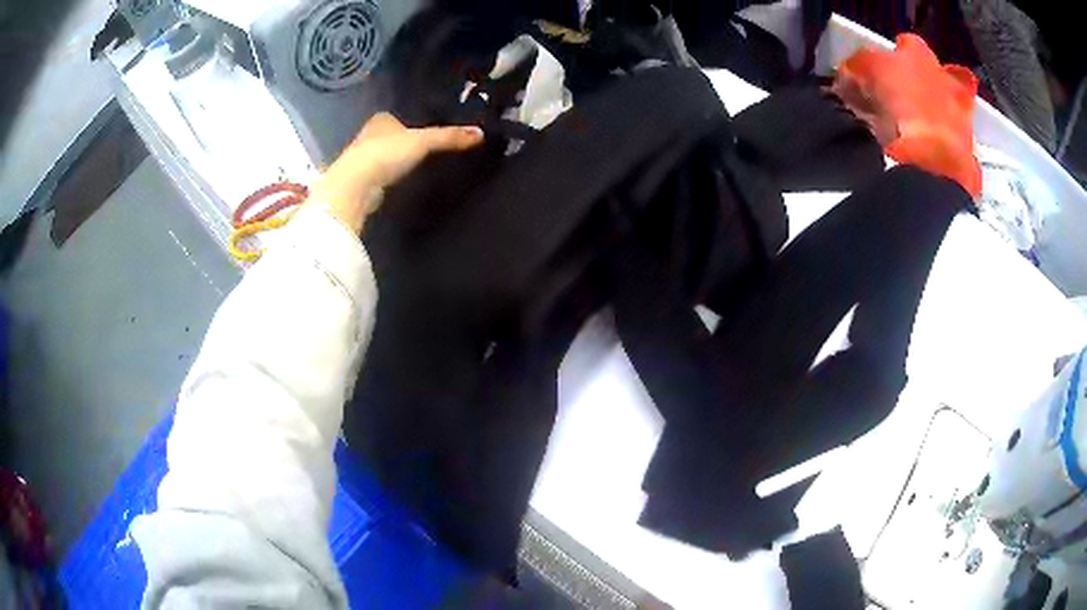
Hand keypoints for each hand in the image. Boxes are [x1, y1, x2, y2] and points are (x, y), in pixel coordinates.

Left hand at [309, 112, 484, 232]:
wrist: (355, 186)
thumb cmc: (386, 153)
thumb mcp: (424, 141)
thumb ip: (449, 137)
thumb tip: (481, 132)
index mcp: (380, 120)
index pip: (397, 116)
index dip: (409, 121)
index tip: (424, 128)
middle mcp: (367, 136)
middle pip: (390, 136)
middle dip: (402, 141)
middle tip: (423, 147)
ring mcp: (361, 159)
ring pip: (382, 155)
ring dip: (394, 160)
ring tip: (415, 166)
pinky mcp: (360, 182)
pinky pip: (379, 175)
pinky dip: (388, 177)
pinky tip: (399, 183)